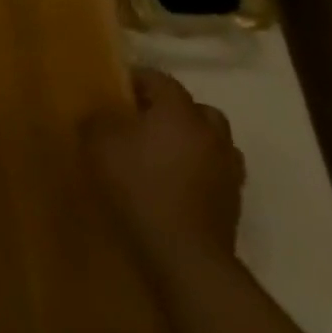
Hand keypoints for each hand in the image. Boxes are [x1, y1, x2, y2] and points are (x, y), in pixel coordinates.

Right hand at [84, 68, 244, 273]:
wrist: (183, 253)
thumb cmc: (138, 184)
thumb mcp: (99, 141)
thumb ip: (98, 117)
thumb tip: (103, 114)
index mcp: (179, 111)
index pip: (161, 79)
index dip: (136, 79)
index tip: (115, 89)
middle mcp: (210, 134)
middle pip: (196, 109)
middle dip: (172, 110)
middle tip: (143, 120)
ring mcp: (228, 170)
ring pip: (212, 142)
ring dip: (191, 141)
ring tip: (162, 153)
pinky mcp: (233, 203)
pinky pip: (215, 172)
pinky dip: (198, 170)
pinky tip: (174, 182)